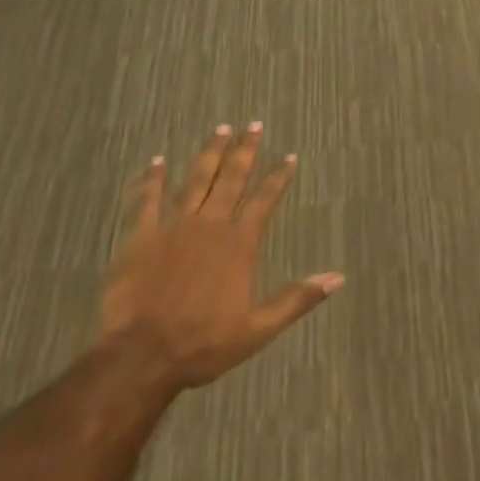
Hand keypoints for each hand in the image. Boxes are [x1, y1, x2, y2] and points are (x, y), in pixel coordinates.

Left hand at [102, 123, 343, 390]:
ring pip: (195, 181)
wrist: (142, 355)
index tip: (289, 156)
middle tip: (253, 125)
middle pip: (231, 179)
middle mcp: (210, 225)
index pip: (264, 200)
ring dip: (209, 154)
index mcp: (239, 244)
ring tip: (220, 129)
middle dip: (245, 151)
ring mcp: (173, 227)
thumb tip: (338, 278)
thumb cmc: (203, 344)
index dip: (278, 177)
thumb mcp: (259, 329)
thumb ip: (297, 299)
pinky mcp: (141, 236)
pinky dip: (153, 179)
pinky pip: (148, 200)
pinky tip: (158, 160)